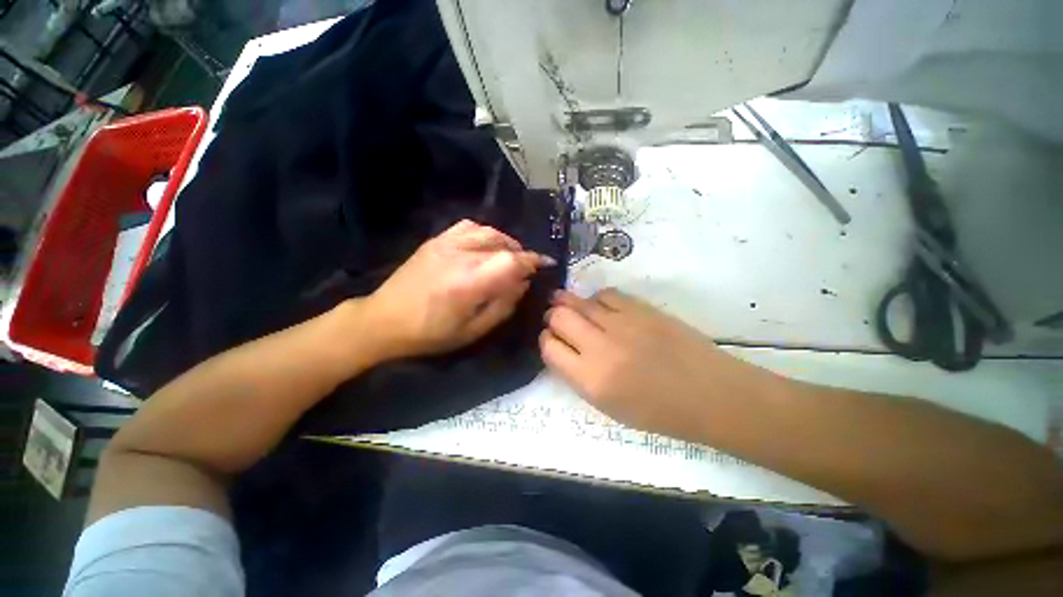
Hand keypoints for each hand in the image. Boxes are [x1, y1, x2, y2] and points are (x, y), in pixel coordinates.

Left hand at [362, 220, 554, 359]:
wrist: (384, 320)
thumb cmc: (430, 333)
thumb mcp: (473, 330)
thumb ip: (503, 306)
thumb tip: (522, 284)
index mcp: (469, 282)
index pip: (511, 261)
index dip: (533, 260)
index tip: (546, 264)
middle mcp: (459, 256)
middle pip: (503, 244)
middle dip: (521, 254)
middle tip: (526, 269)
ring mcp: (445, 244)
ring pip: (488, 231)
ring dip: (506, 242)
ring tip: (510, 256)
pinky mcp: (436, 240)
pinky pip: (469, 226)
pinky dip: (486, 233)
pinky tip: (487, 246)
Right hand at [540, 289, 749, 440]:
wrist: (710, 395)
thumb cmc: (658, 411)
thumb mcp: (608, 406)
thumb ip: (578, 375)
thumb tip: (562, 347)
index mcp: (591, 381)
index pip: (549, 348)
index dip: (547, 340)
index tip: (552, 339)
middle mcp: (601, 348)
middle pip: (559, 317)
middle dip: (553, 317)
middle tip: (558, 319)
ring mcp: (622, 324)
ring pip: (579, 301)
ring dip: (570, 303)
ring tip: (571, 306)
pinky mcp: (641, 309)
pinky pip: (605, 294)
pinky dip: (596, 299)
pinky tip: (601, 307)